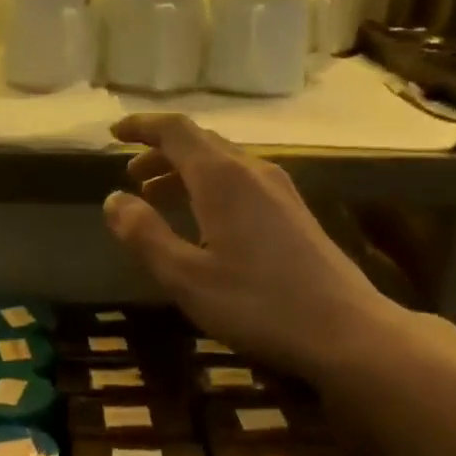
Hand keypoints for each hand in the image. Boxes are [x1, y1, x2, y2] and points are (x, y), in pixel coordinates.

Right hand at [104, 112, 397, 383]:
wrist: (343, 328)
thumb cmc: (257, 304)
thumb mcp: (186, 277)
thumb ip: (145, 236)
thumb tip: (113, 200)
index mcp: (222, 178)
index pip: (175, 131)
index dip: (142, 127)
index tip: (113, 134)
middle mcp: (253, 171)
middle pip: (201, 144)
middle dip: (161, 153)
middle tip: (131, 175)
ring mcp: (280, 191)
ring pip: (223, 165)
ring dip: (185, 173)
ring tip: (157, 198)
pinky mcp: (294, 214)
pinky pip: (242, 184)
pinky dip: (210, 190)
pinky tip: (204, 223)